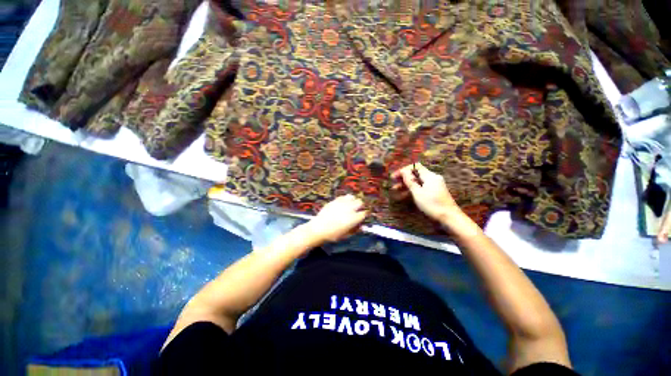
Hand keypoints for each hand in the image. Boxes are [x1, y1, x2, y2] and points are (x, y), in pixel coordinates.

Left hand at [306, 195, 367, 242]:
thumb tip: (361, 227)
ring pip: (352, 197)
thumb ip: (355, 230)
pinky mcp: (335, 200)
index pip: (364, 213)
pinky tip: (343, 204)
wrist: (318, 229)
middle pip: (360, 202)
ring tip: (350, 206)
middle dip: (360, 206)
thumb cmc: (333, 234)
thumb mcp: (346, 235)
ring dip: (353, 201)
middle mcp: (349, 209)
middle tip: (357, 210)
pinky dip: (345, 199)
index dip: (363, 215)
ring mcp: (342, 203)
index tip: (361, 217)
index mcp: (353, 218)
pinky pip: (343, 197)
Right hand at [391, 163, 461, 222]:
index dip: (403, 170)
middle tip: (393, 184)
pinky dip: (412, 189)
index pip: (415, 167)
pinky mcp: (434, 192)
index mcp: (430, 176)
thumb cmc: (432, 204)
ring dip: (406, 184)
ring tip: (395, 190)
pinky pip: (421, 187)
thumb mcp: (418, 193)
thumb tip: (404, 171)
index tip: (394, 177)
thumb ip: (410, 181)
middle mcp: (432, 178)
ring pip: (417, 181)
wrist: (449, 217)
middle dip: (403, 178)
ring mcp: (434, 185)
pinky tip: (404, 195)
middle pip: (415, 174)